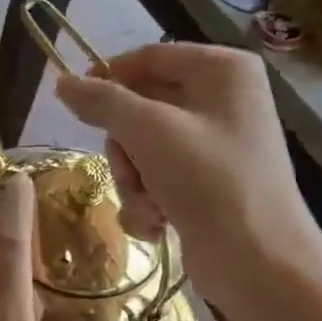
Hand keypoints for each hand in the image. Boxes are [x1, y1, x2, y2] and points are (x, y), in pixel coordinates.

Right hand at [55, 43, 321, 320]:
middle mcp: (223, 101)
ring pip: (143, 148)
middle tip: (128, 171)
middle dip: (125, 148)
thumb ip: (102, 101)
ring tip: (148, 205)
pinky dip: (149, 201)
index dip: (108, 78)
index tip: (73, 104)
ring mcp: (216, 145)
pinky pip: (158, 178)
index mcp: (222, 70)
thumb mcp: (148, 131)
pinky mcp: (208, 184)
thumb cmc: (209, 180)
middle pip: (141, 108)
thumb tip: (62, 83)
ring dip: (133, 181)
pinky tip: (158, 224)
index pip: (147, 57)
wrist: (259, 262)